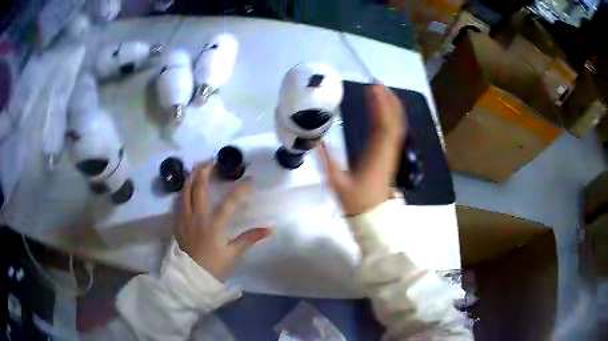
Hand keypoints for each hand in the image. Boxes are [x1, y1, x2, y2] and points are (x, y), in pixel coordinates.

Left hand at [176, 162, 272, 279]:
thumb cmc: (213, 266)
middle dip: (205, 172)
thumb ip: (250, 239)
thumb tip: (270, 229)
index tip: (250, 180)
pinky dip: (183, 191)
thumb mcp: (233, 254)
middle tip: (210, 161)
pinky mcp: (177, 223)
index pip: (230, 202)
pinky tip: (185, 188)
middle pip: (199, 188)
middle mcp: (197, 217)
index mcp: (214, 224)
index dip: (241, 190)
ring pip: (185, 192)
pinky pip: (178, 202)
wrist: (190, 277)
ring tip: (196, 168)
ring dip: (191, 178)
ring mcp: (184, 219)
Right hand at [318, 84, 405, 215]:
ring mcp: (392, 153)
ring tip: (382, 90)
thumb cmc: (356, 202)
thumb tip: (317, 142)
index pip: (382, 125)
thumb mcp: (337, 183)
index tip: (372, 88)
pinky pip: (396, 132)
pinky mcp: (391, 156)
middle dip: (387, 99)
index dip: (380, 104)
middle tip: (377, 83)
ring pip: (397, 125)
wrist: (373, 216)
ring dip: (392, 106)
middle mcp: (387, 151)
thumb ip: (327, 161)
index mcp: (375, 156)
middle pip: (394, 120)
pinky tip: (387, 110)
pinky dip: (393, 118)